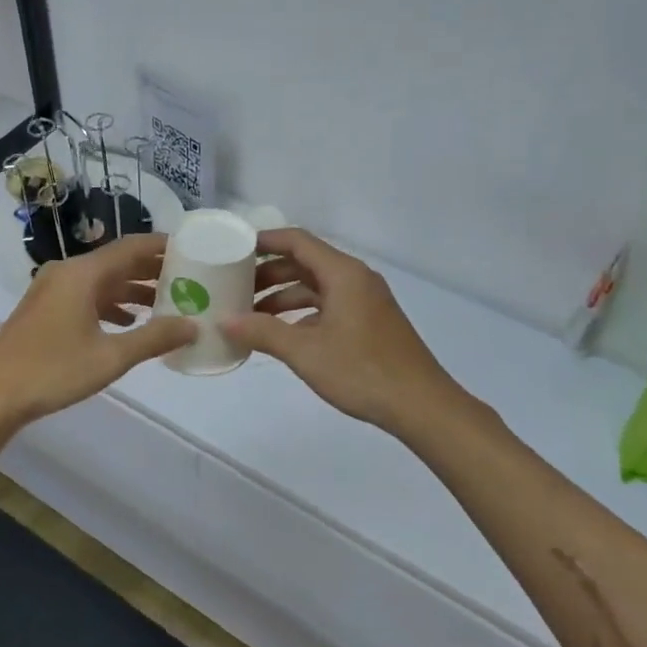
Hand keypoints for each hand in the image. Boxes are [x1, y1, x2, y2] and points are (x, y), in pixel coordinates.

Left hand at [0, 234, 195, 435]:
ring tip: (165, 303)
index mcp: (83, 273)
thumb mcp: (111, 357)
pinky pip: (85, 295)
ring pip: (101, 280)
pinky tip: (127, 324)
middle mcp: (67, 272)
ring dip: (131, 289)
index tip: (193, 249)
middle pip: (117, 261)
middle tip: (188, 278)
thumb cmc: (53, 371)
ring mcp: (52, 289)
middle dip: (151, 270)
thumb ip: (154, 338)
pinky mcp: (44, 308)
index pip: (131, 247)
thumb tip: (193, 326)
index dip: (163, 246)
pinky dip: (110, 304)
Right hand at [222, 228, 462, 433]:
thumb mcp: (305, 352)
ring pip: (316, 288)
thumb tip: (225, 321)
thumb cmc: (362, 371)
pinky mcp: (369, 323)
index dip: (264, 241)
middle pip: (305, 263)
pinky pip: (328, 306)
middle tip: (234, 287)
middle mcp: (355, 279)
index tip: (234, 248)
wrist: (421, 405)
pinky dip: (302, 314)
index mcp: (343, 274)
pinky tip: (281, 335)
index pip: (297, 242)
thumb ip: (263, 332)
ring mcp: (365, 302)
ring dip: (283, 296)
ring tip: (249, 314)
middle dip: (268, 273)